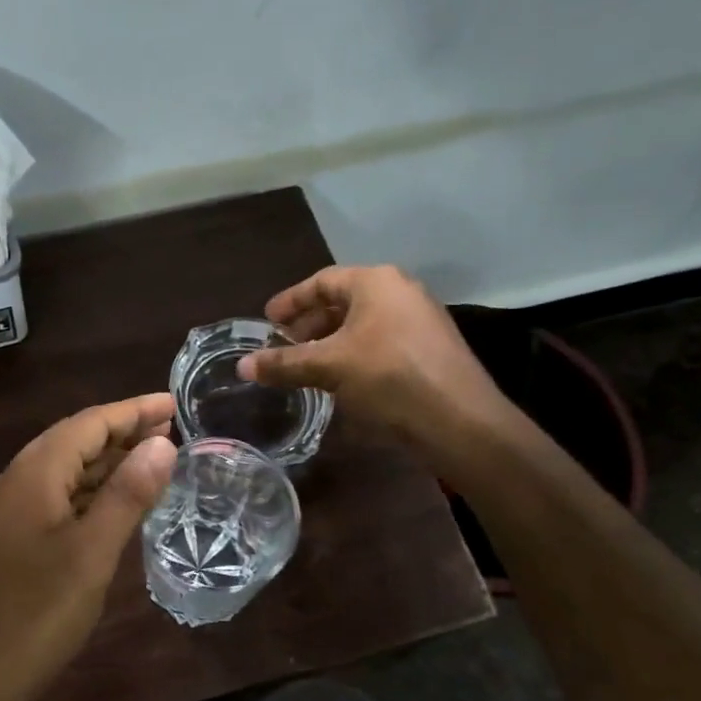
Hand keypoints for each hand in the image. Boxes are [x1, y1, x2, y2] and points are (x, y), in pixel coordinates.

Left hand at [0, 394, 177, 700]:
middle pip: (73, 443)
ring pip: (62, 476)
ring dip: (105, 467)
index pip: (90, 422)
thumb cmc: (27, 617)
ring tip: (151, 465)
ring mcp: (2, 517)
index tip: (174, 402)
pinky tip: (109, 515)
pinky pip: (51, 504)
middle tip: (171, 433)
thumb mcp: (89, 556)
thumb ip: (126, 496)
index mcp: (33, 473)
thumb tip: (161, 443)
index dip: (133, 410)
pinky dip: (86, 499)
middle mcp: (13, 483)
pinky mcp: (0, 548)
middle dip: (122, 434)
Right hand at [236, 265, 521, 470]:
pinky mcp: (430, 347)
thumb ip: (284, 363)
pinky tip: (341, 377)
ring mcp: (420, 318)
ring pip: (363, 322)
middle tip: (284, 344)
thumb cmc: (388, 377)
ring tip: (307, 363)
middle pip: (343, 300)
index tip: (267, 320)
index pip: (322, 281)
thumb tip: (242, 366)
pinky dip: (354, 352)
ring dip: (331, 340)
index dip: (290, 301)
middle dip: (310, 322)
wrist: (459, 419)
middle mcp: (400, 290)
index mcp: (375, 282)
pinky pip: (381, 339)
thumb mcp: (328, 367)